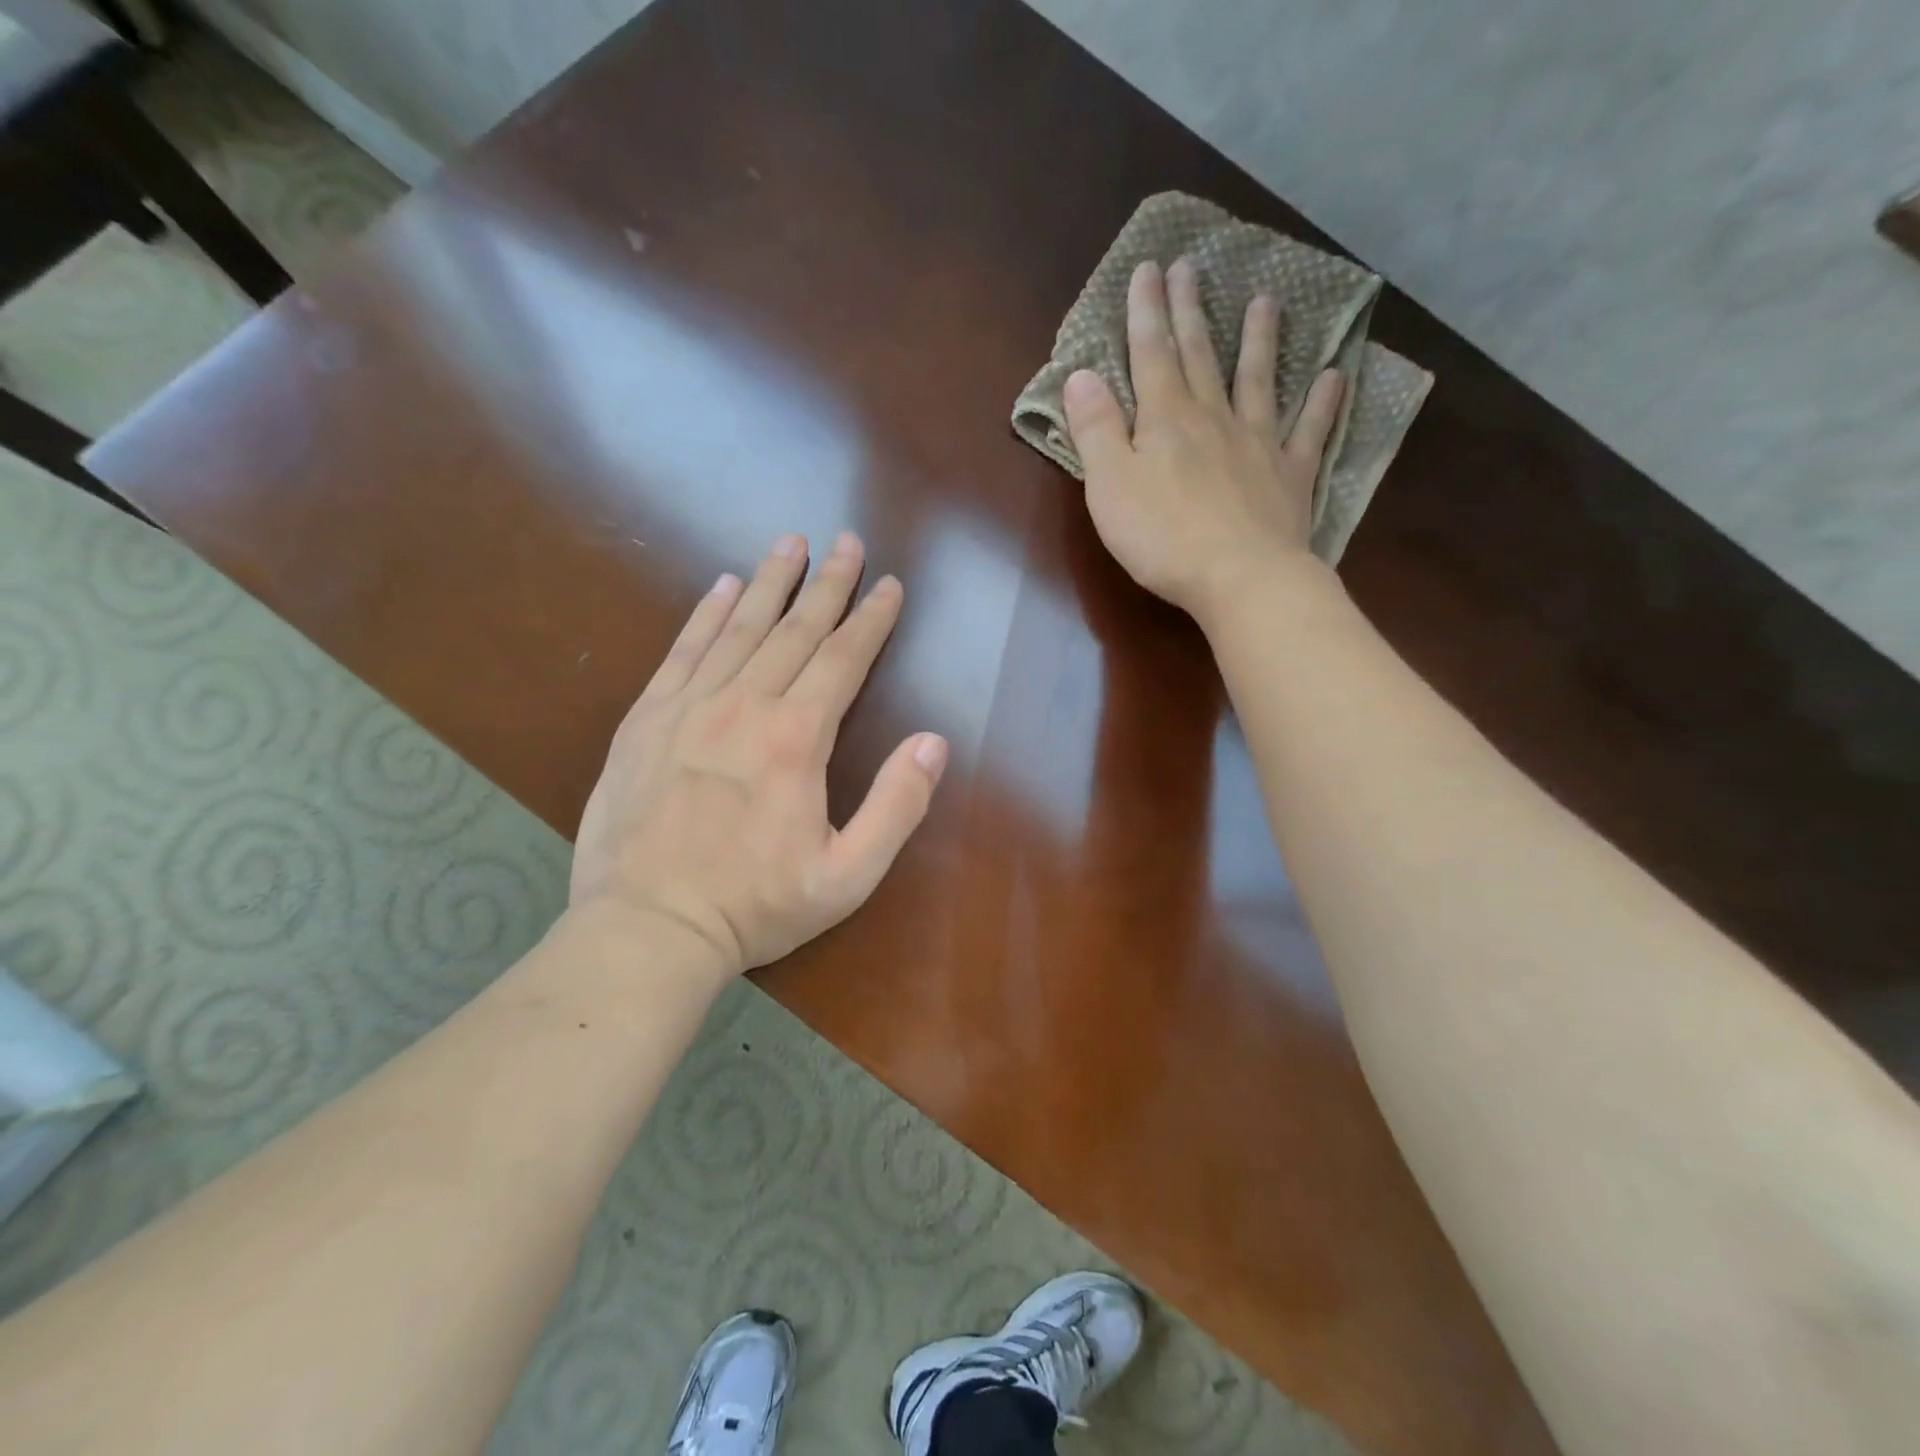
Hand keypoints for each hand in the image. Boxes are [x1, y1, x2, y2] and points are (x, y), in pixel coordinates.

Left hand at [569, 532, 947, 978]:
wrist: (647, 928)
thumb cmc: (755, 905)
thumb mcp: (848, 875)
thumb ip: (897, 806)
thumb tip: (933, 741)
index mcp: (797, 739)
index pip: (844, 659)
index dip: (872, 619)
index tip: (890, 584)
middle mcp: (745, 706)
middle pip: (796, 630)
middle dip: (828, 583)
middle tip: (847, 541)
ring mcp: (689, 707)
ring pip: (740, 628)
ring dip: (771, 583)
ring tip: (790, 542)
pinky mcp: (646, 720)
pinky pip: (682, 651)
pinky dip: (706, 614)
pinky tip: (722, 586)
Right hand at [1063, 256, 1345, 623]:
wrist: (1240, 578)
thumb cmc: (1162, 537)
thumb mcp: (1109, 486)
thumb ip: (1095, 429)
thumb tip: (1080, 374)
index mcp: (1165, 420)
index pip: (1150, 355)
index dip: (1146, 312)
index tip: (1148, 268)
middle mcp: (1213, 419)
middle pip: (1200, 356)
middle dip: (1191, 311)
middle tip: (1191, 265)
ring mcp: (1258, 444)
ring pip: (1257, 381)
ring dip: (1259, 340)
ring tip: (1267, 300)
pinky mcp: (1291, 476)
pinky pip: (1310, 430)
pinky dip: (1323, 402)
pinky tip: (1333, 375)